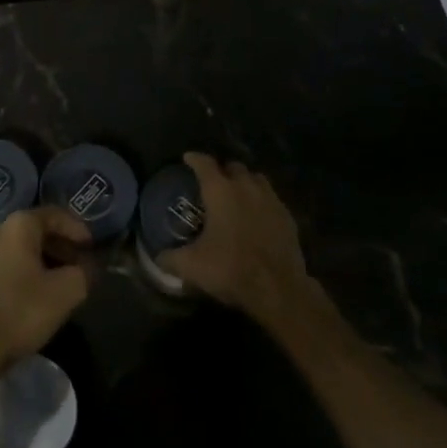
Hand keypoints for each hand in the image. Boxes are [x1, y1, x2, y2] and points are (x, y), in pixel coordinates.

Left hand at [0, 207, 91, 389]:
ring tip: (49, 283)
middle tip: (74, 266)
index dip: (76, 228)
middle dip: (56, 247)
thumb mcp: (66, 293)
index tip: (90, 247)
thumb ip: (84, 273)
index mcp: (17, 226)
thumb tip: (88, 266)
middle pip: (31, 231)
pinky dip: (11, 274)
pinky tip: (19, 297)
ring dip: (33, 261)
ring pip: (10, 250)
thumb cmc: (19, 313)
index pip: (53, 215)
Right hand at [159, 153, 310, 322]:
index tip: (187, 158)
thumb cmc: (231, 269)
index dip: (194, 159)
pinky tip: (256, 217)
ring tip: (236, 196)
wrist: (278, 289)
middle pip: (234, 167)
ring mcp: (271, 200)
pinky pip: (271, 199)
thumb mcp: (191, 266)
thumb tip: (158, 257)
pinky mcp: (288, 216)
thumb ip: (170, 258)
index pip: (204, 163)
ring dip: (245, 182)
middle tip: (212, 183)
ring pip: (256, 179)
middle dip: (222, 170)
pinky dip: (261, 202)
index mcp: (220, 191)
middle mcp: (246, 187)